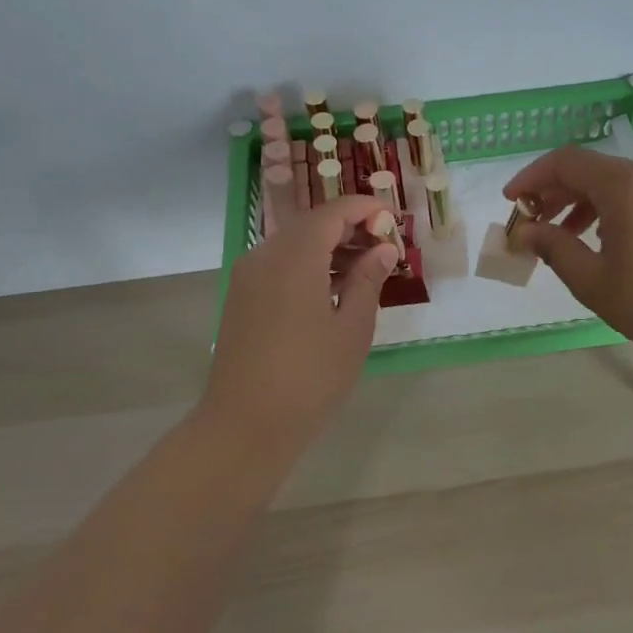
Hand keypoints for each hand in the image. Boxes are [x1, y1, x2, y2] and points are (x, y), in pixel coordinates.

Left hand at [203, 195, 397, 456]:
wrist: (245, 424)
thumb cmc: (309, 378)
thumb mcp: (352, 330)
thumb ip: (367, 281)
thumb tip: (382, 249)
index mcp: (295, 257)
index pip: (333, 212)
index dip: (365, 209)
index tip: (392, 220)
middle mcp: (265, 255)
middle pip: (310, 224)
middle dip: (348, 227)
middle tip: (383, 247)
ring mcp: (247, 276)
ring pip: (293, 244)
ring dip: (328, 247)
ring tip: (363, 270)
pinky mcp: (240, 297)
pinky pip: (278, 264)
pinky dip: (307, 264)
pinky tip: (330, 290)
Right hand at [504, 148, 632, 365]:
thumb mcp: (593, 280)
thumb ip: (554, 248)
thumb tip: (525, 231)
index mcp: (625, 185)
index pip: (566, 161)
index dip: (532, 177)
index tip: (511, 202)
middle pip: (591, 169)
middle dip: (555, 191)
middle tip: (533, 223)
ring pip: (616, 182)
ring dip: (583, 202)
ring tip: (565, 237)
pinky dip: (611, 208)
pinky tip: (604, 241)